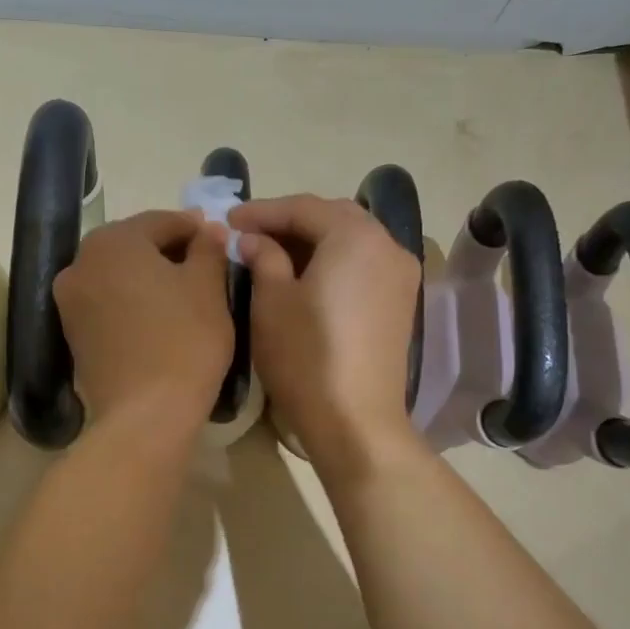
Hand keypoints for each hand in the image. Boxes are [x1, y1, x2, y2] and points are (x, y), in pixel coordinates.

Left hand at [54, 210, 233, 434]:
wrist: (146, 413)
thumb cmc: (184, 340)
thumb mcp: (208, 288)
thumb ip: (208, 249)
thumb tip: (208, 229)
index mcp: (113, 241)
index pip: (160, 221)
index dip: (193, 228)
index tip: (216, 239)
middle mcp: (80, 263)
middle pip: (132, 245)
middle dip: (167, 251)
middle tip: (201, 265)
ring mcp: (70, 300)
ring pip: (117, 275)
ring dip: (146, 277)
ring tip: (181, 294)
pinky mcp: (71, 333)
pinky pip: (106, 303)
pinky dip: (130, 302)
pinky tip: (156, 318)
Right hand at [228, 195, 421, 470]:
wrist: (355, 420)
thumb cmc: (305, 356)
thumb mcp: (271, 301)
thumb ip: (263, 258)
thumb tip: (254, 239)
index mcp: (356, 236)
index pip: (303, 208)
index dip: (262, 211)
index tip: (229, 220)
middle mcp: (388, 245)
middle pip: (333, 218)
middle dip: (290, 222)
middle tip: (250, 234)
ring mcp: (401, 276)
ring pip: (351, 242)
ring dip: (312, 241)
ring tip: (273, 254)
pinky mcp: (401, 303)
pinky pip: (363, 266)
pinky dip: (333, 262)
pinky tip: (305, 278)